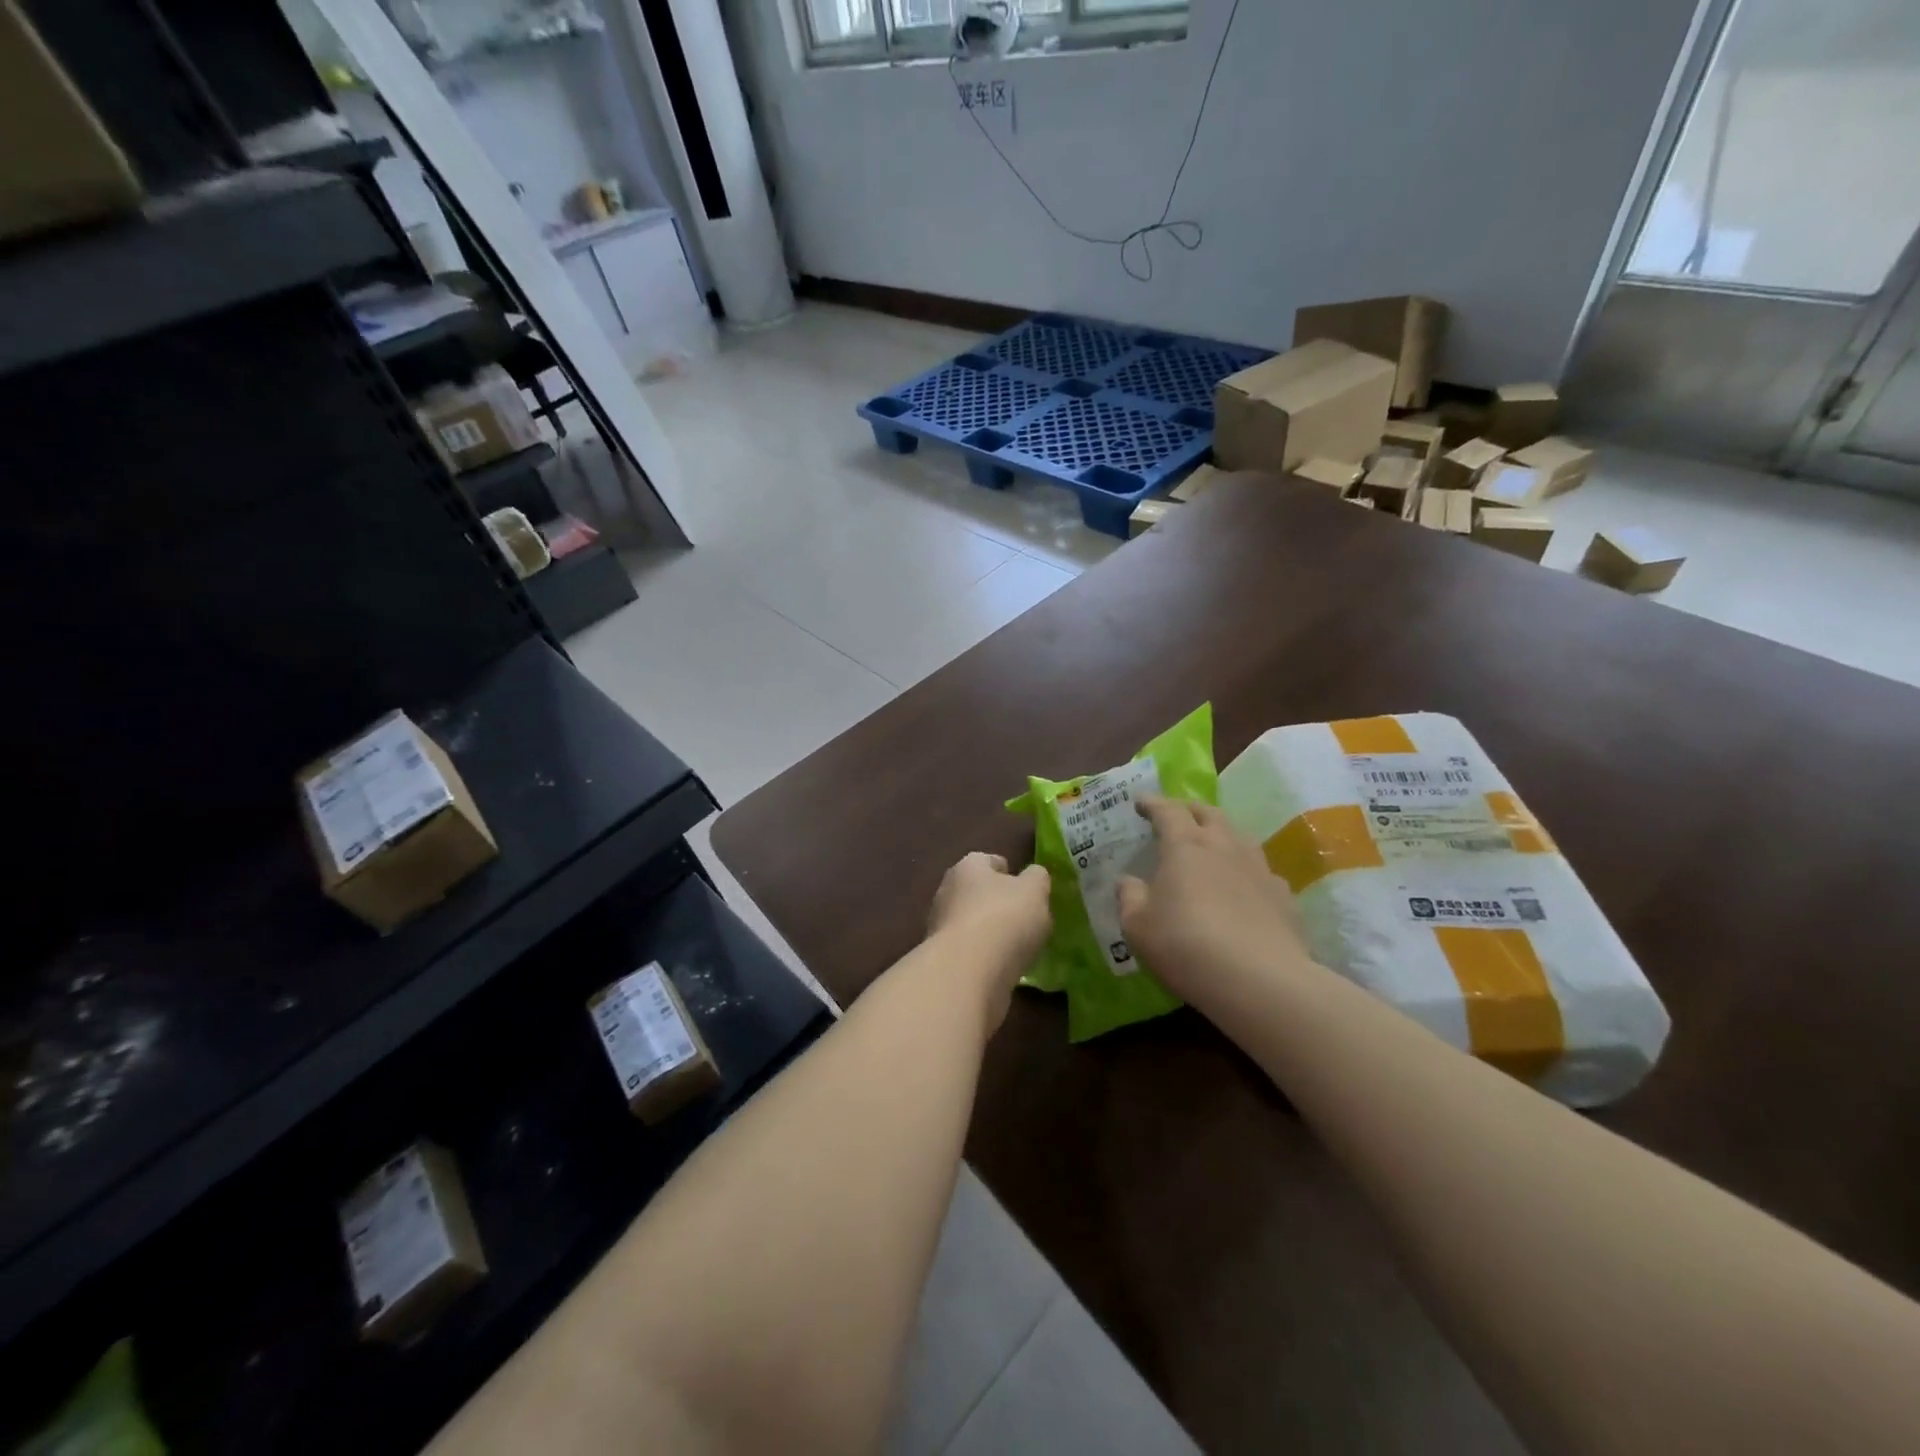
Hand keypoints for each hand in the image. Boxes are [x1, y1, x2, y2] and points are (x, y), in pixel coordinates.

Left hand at [927, 852, 1051, 1021]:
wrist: (968, 973)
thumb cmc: (1004, 918)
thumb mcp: (1035, 891)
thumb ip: (1037, 879)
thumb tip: (1033, 876)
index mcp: (967, 867)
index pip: (988, 861)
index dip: (1008, 871)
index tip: (1026, 888)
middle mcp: (947, 892)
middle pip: (977, 892)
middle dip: (998, 903)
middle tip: (1026, 918)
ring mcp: (941, 927)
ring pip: (972, 923)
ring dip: (991, 932)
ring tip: (1019, 946)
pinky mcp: (943, 960)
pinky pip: (970, 952)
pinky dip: (985, 957)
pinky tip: (1004, 967)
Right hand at [1118, 797, 1312, 1006]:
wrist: (1259, 980)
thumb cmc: (1186, 945)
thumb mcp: (1138, 925)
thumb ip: (1129, 897)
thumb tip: (1128, 881)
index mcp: (1185, 845)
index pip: (1167, 810)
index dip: (1152, 803)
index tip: (1141, 802)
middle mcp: (1224, 846)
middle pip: (1209, 813)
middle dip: (1190, 810)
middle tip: (1177, 816)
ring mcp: (1259, 868)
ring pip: (1239, 837)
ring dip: (1221, 835)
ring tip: (1211, 846)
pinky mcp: (1283, 895)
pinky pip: (1260, 871)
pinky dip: (1245, 871)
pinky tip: (1243, 888)